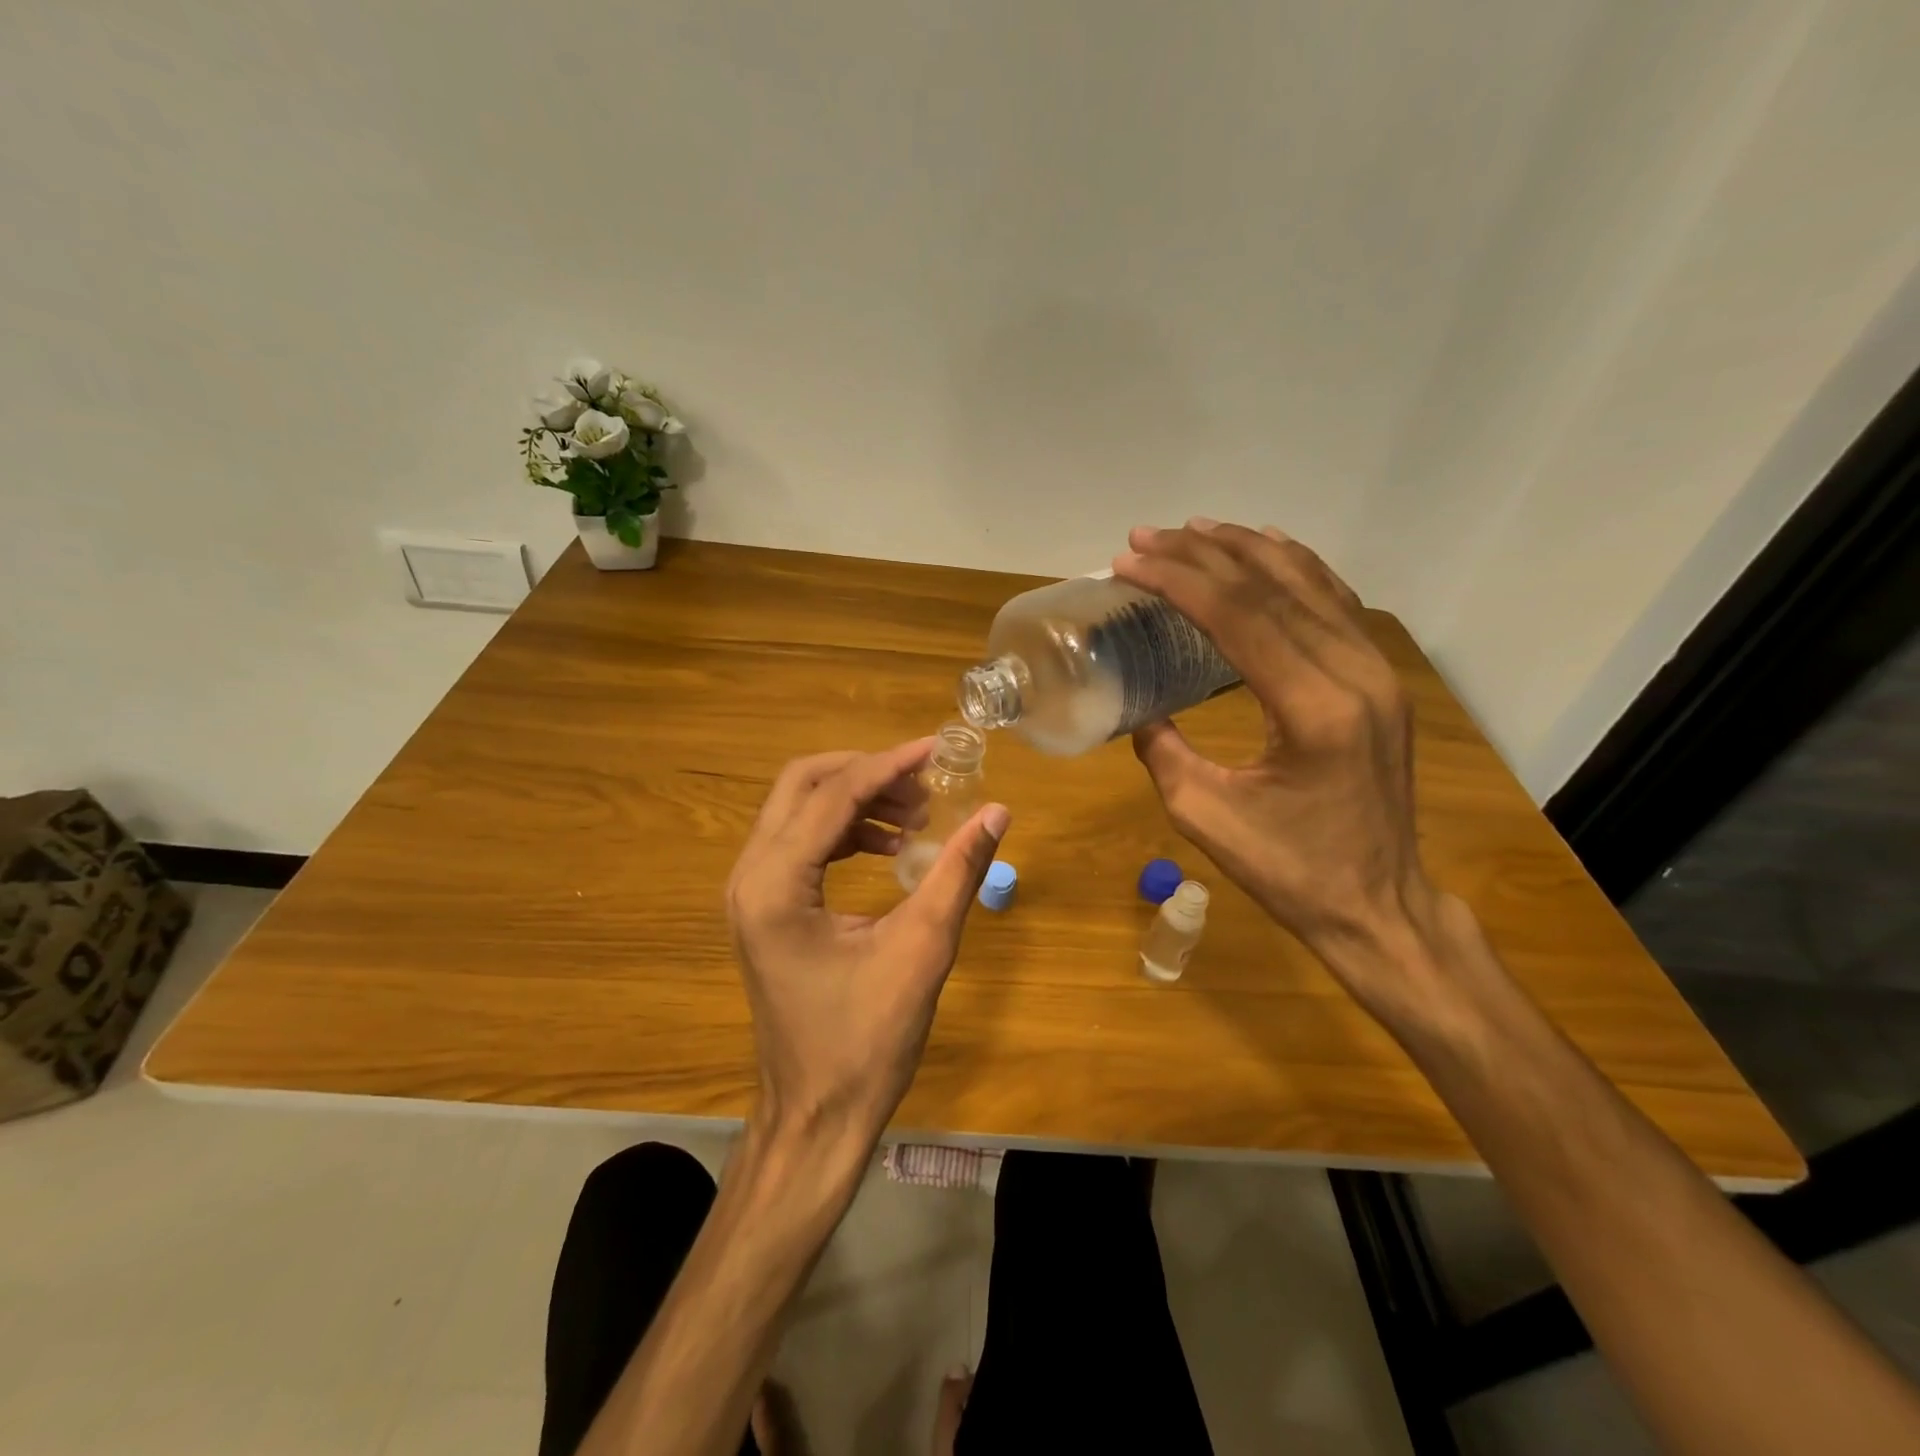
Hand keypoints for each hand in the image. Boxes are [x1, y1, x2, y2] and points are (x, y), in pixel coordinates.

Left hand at [726, 740, 1010, 1152]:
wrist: (815, 1117)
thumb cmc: (866, 1043)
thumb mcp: (921, 950)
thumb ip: (957, 873)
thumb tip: (996, 812)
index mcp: (776, 885)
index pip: (834, 796)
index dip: (890, 765)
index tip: (938, 748)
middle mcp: (750, 877)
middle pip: (802, 785)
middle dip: (865, 773)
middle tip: (922, 784)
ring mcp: (750, 893)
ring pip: (799, 809)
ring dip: (856, 800)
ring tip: (916, 818)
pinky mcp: (764, 908)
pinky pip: (801, 842)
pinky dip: (845, 830)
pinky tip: (890, 849)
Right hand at [1113, 520, 1443, 1018]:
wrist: (1378, 905)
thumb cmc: (1290, 872)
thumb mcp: (1204, 817)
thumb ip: (1162, 751)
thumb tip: (1137, 708)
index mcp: (1313, 710)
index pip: (1238, 618)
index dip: (1178, 581)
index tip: (1128, 562)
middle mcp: (1355, 675)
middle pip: (1271, 589)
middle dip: (1201, 555)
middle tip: (1144, 538)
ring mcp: (1377, 673)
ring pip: (1309, 584)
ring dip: (1246, 550)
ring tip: (1193, 530)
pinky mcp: (1380, 680)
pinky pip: (1336, 604)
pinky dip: (1296, 567)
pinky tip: (1268, 547)